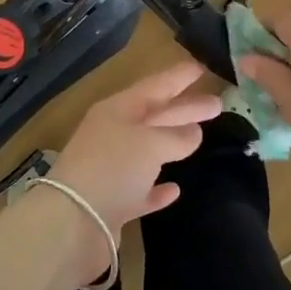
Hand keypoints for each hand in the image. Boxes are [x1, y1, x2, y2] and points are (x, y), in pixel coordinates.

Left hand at [39, 62, 222, 285]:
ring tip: (201, 137)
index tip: (202, 67)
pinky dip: (158, 188)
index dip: (178, 77)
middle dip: (184, 108)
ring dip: (173, 143)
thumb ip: (176, 136)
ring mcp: (111, 170)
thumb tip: (194, 133)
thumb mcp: (150, 143)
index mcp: (117, 110)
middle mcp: (113, 135)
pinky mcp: (113, 203)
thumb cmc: (112, 168)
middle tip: (218, 103)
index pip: (154, 86)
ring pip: (149, 151)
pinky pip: (141, 189)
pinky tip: (175, 189)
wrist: (73, 222)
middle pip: (155, 116)